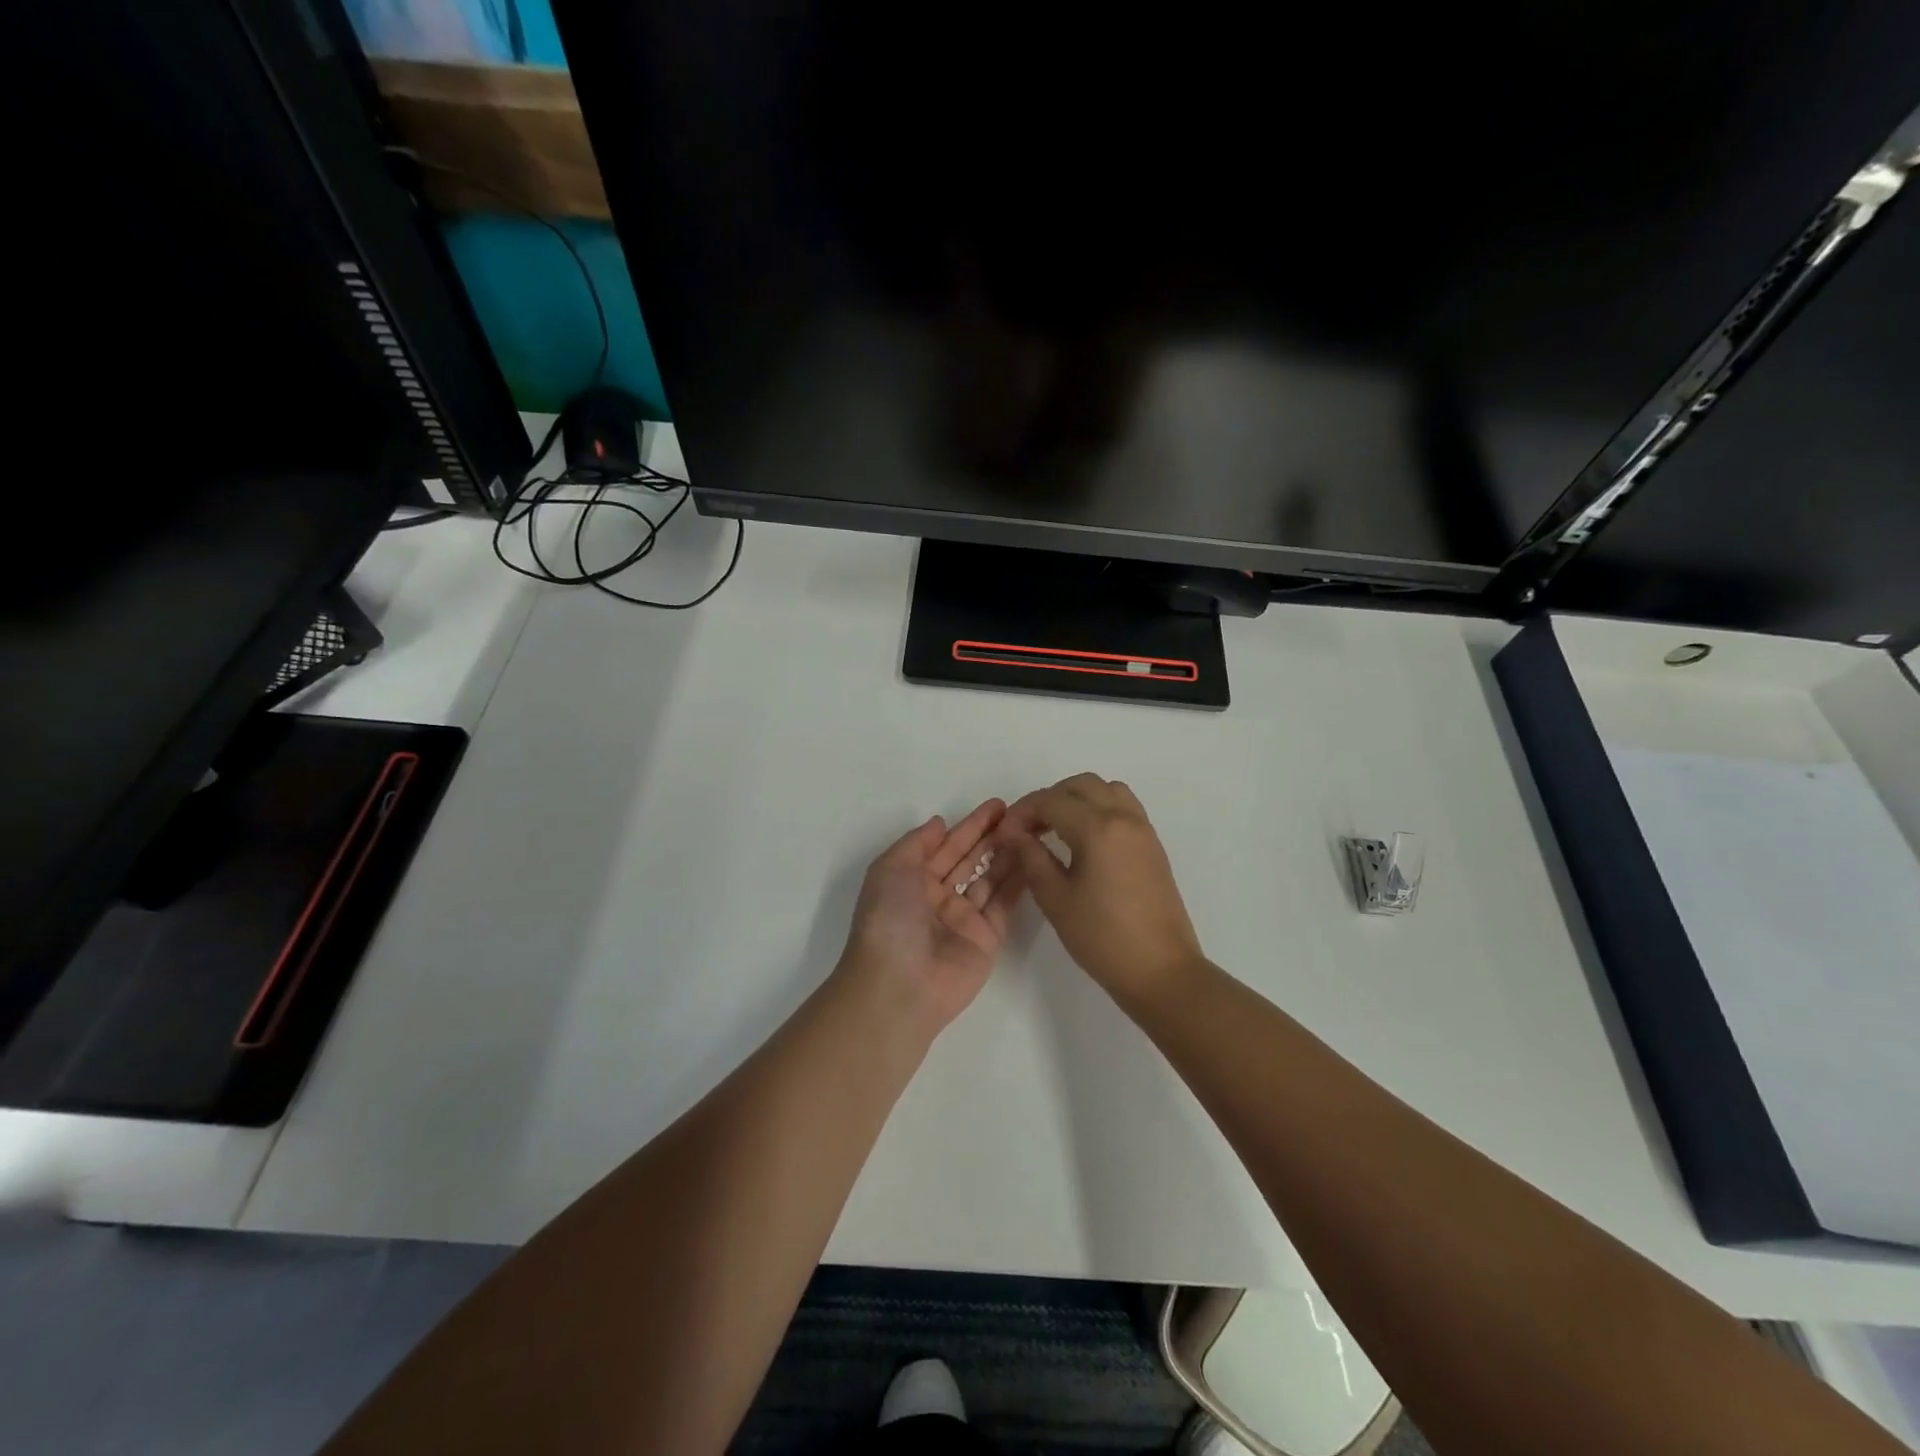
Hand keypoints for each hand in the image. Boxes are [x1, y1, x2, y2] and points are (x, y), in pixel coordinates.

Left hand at [836, 800, 1024, 1033]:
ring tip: (1033, 830)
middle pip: (971, 859)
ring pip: (991, 878)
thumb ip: (917, 842)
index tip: (998, 805)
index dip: (971, 825)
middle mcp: (939, 897)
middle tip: (1023, 813)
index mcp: (912, 880)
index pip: (947, 845)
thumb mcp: (890, 869)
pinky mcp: (988, 938)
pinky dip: (1019, 882)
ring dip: (1009, 854)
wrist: (899, 985)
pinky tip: (1035, 859)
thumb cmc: (889, 919)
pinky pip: (1004, 904)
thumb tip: (939, 823)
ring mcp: (965, 918)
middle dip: (994, 836)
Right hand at [995, 773, 1205, 1007]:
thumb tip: (1012, 832)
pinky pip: (1124, 807)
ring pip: (1106, 790)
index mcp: (1098, 828)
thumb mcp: (1056, 899)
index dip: (1022, 812)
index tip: (1005, 834)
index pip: (1051, 801)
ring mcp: (1143, 829)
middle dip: (1049, 799)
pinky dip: (1099, 809)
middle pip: (1080, 785)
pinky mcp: (1152, 845)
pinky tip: (1084, 841)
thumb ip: (1031, 857)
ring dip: (1077, 799)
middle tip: (1028, 829)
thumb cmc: (1102, 938)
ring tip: (1056, 829)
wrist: (1161, 971)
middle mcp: (1124, 818)